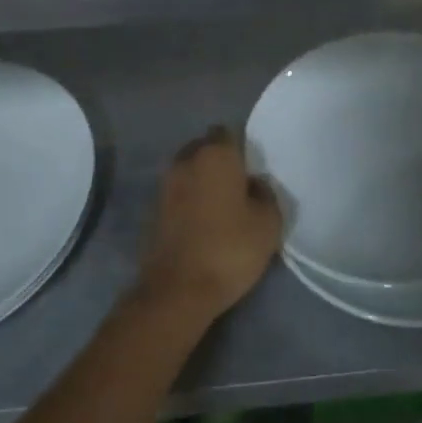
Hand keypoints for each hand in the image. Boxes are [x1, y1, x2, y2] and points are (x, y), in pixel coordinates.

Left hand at [138, 126, 281, 321]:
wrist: (178, 290)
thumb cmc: (230, 249)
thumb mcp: (268, 223)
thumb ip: (266, 194)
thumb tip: (254, 184)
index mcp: (215, 154)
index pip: (227, 132)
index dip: (240, 147)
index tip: (252, 168)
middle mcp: (186, 160)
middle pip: (204, 148)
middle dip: (219, 161)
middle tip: (238, 186)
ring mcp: (165, 185)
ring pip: (188, 170)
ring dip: (202, 181)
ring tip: (221, 206)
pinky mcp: (152, 210)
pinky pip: (177, 194)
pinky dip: (188, 201)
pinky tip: (203, 222)